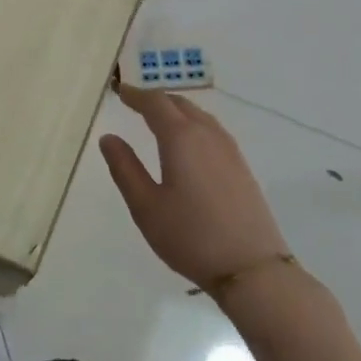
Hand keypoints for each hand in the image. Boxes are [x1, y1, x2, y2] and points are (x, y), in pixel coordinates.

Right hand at [98, 85, 290, 289]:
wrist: (252, 268)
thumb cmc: (190, 236)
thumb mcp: (146, 206)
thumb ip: (125, 168)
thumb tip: (109, 138)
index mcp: (181, 138)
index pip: (155, 103)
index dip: (135, 95)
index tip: (119, 92)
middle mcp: (207, 134)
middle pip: (179, 104)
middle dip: (156, 100)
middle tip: (134, 103)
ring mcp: (229, 149)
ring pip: (199, 115)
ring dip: (176, 110)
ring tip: (158, 119)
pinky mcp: (241, 166)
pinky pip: (212, 130)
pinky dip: (193, 124)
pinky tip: (188, 143)